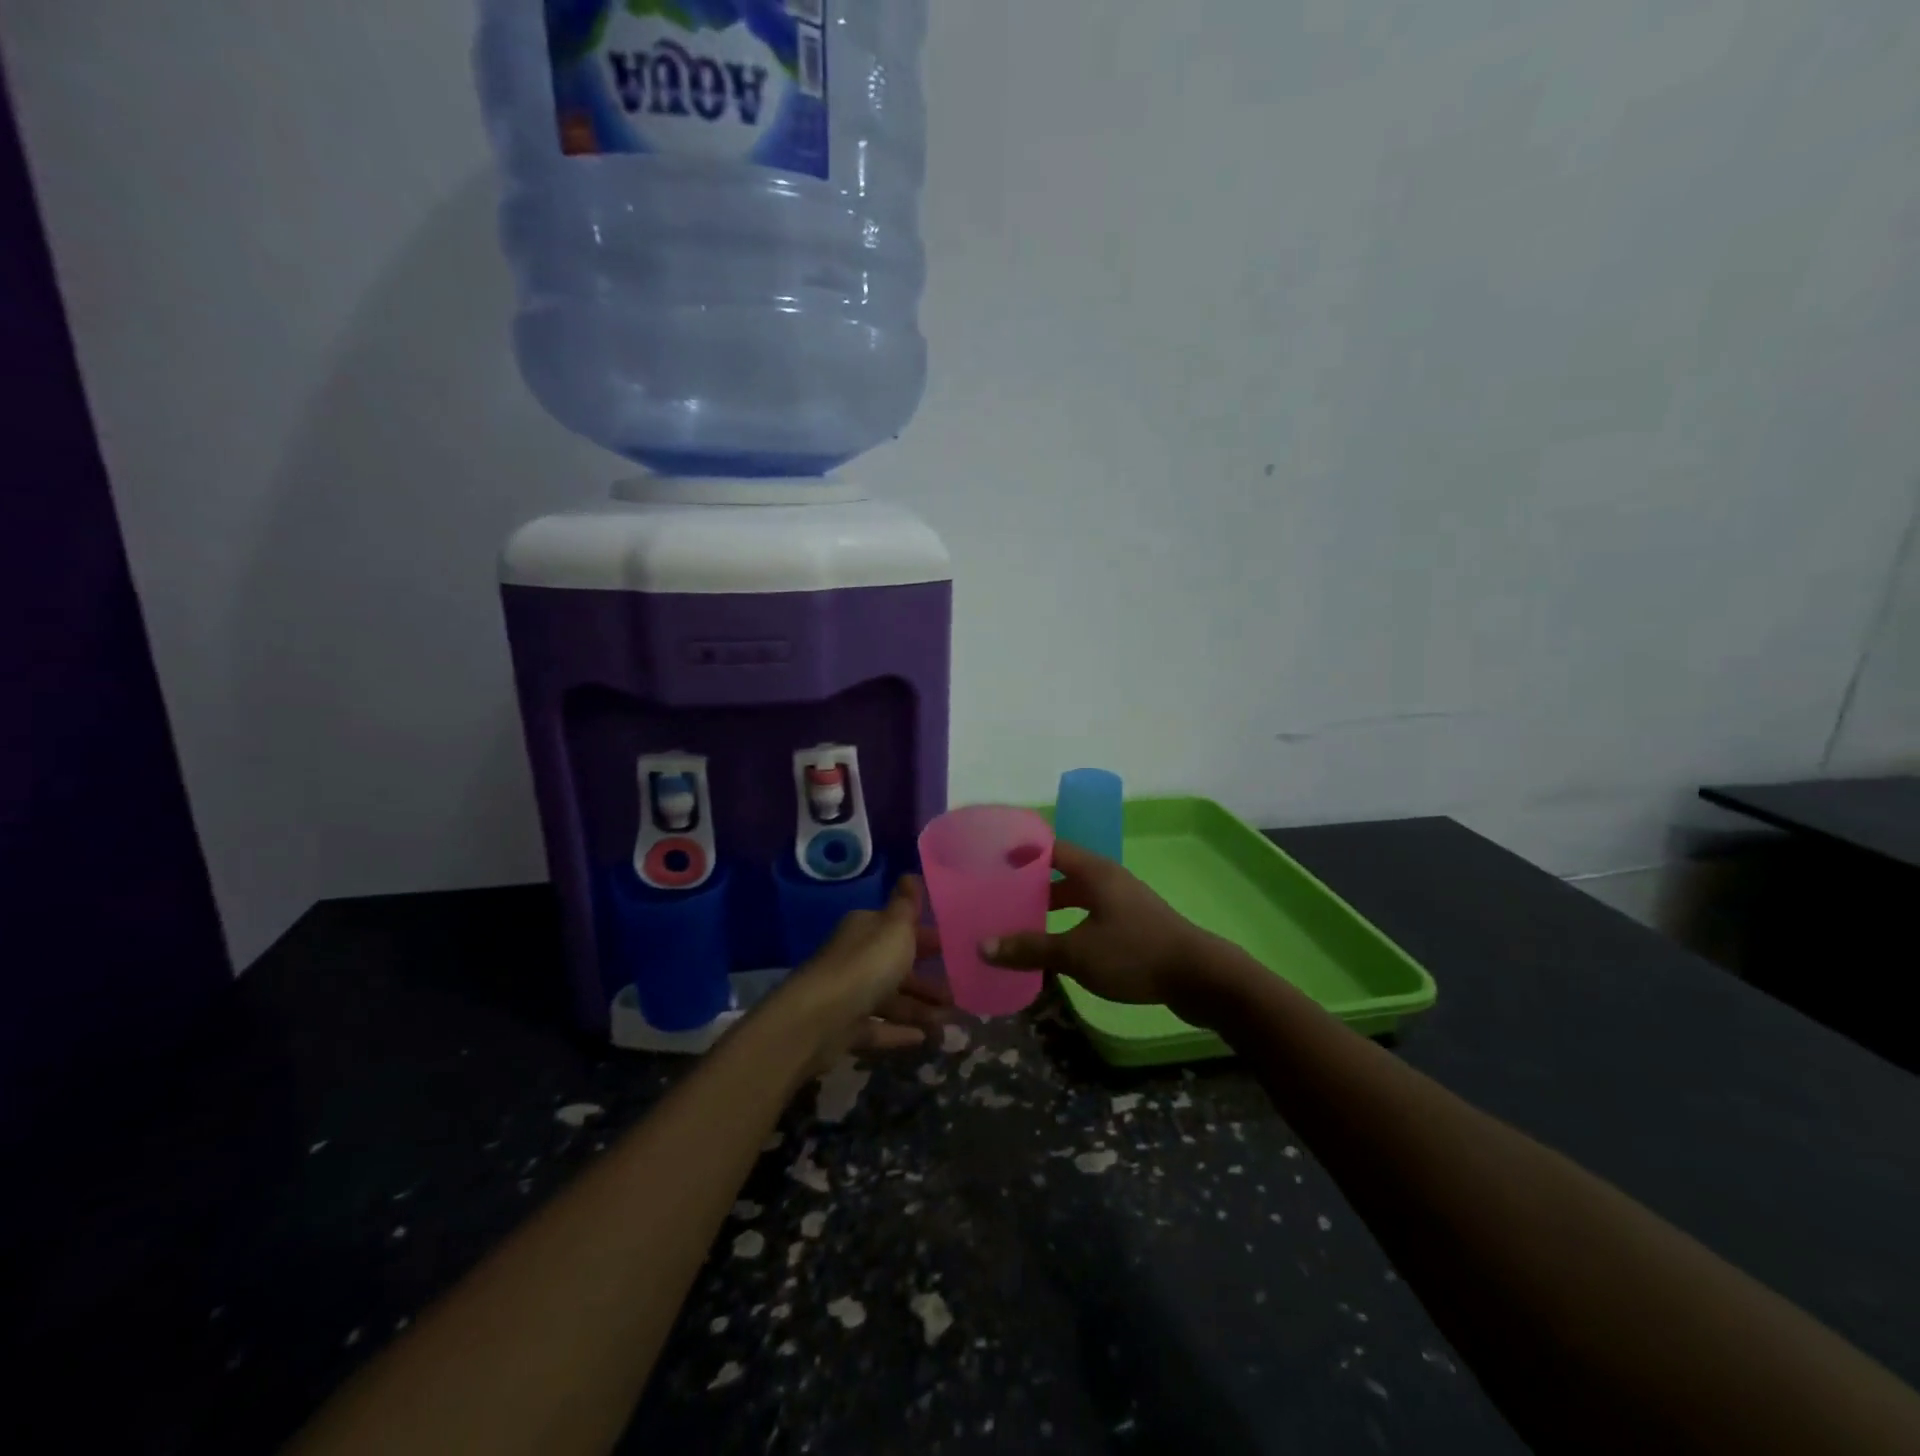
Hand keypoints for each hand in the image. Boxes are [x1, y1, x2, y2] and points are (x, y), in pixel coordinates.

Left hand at [787, 875, 949, 1071]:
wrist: (819, 1018)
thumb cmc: (866, 965)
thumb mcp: (895, 928)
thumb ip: (906, 905)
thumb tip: (911, 874)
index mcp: (866, 929)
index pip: (900, 928)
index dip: (927, 937)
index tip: (956, 950)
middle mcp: (856, 957)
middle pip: (897, 966)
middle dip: (928, 979)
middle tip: (959, 993)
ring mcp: (849, 994)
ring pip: (891, 999)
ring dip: (920, 1009)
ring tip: (949, 1021)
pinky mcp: (845, 1028)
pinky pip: (879, 1028)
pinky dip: (899, 1032)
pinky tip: (924, 1039)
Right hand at [980, 840, 1215, 1005]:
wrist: (1200, 977)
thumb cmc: (1135, 954)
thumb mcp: (1076, 953)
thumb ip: (1030, 948)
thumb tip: (983, 946)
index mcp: (1094, 872)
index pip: (1050, 848)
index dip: (1022, 852)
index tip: (992, 862)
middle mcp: (1108, 879)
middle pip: (1062, 874)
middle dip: (1031, 886)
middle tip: (999, 899)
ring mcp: (1124, 902)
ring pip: (1077, 898)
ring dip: (1051, 909)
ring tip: (1020, 925)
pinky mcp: (1134, 926)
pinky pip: (1091, 917)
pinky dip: (1070, 926)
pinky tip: (1056, 950)